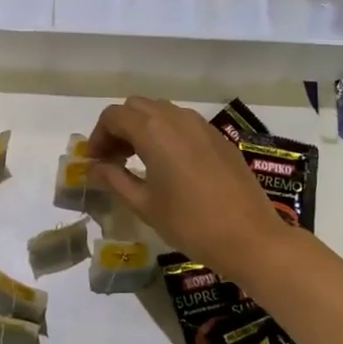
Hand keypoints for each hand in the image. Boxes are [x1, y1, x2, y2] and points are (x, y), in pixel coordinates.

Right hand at [87, 97, 289, 278]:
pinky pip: (183, 123)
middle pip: (136, 106)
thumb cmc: (190, 223)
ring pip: (161, 111)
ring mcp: (201, 125)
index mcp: (153, 131)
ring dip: (143, 128)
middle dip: (119, 128)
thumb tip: (93, 167)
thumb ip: (114, 179)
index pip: (113, 116)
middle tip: (113, 160)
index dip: (98, 136)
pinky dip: (166, 134)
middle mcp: (176, 118)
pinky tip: (169, 165)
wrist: (250, 237)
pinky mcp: (219, 138)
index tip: (94, 162)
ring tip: (138, 161)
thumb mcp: (144, 204)